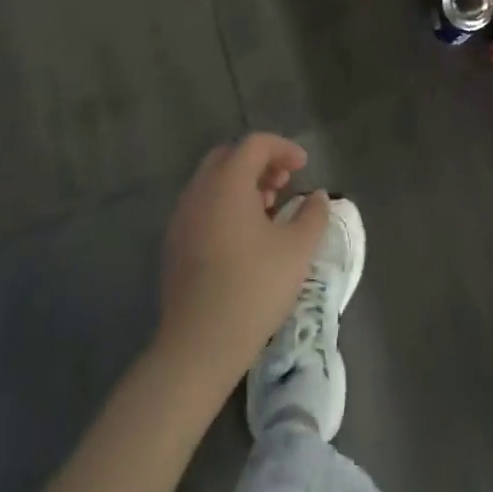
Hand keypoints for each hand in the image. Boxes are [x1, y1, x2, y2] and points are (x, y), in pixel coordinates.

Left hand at [158, 134, 330, 386]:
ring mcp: (182, 217)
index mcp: (227, 183)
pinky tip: (244, 236)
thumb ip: (313, 214)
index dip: (283, 147)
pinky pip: (202, 205)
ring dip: (242, 183)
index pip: (255, 144)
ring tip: (268, 209)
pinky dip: (225, 203)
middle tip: (284, 183)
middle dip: (260, 161)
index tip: (304, 166)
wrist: (198, 346)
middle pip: (229, 156)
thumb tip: (318, 196)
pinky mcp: (174, 243)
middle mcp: (199, 191)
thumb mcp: (297, 250)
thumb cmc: (253, 289)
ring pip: (213, 181)